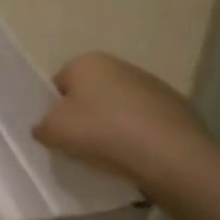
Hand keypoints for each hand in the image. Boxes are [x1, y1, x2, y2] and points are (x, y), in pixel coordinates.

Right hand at [33, 52, 213, 195]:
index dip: (53, 108)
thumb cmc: (101, 132)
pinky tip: (135, 158)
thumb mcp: (53, 131)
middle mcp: (121, 65)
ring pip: (119, 108)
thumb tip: (46, 127)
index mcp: (88, 62)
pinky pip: (145, 123)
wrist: (169, 155)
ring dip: (112, 127)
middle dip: (84, 116)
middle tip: (79, 145)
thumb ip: (41, 126)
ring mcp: (153, 85)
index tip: (57, 132)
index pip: (59, 83)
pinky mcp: (177, 108)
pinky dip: (138, 137)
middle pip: (91, 94)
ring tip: (109, 156)